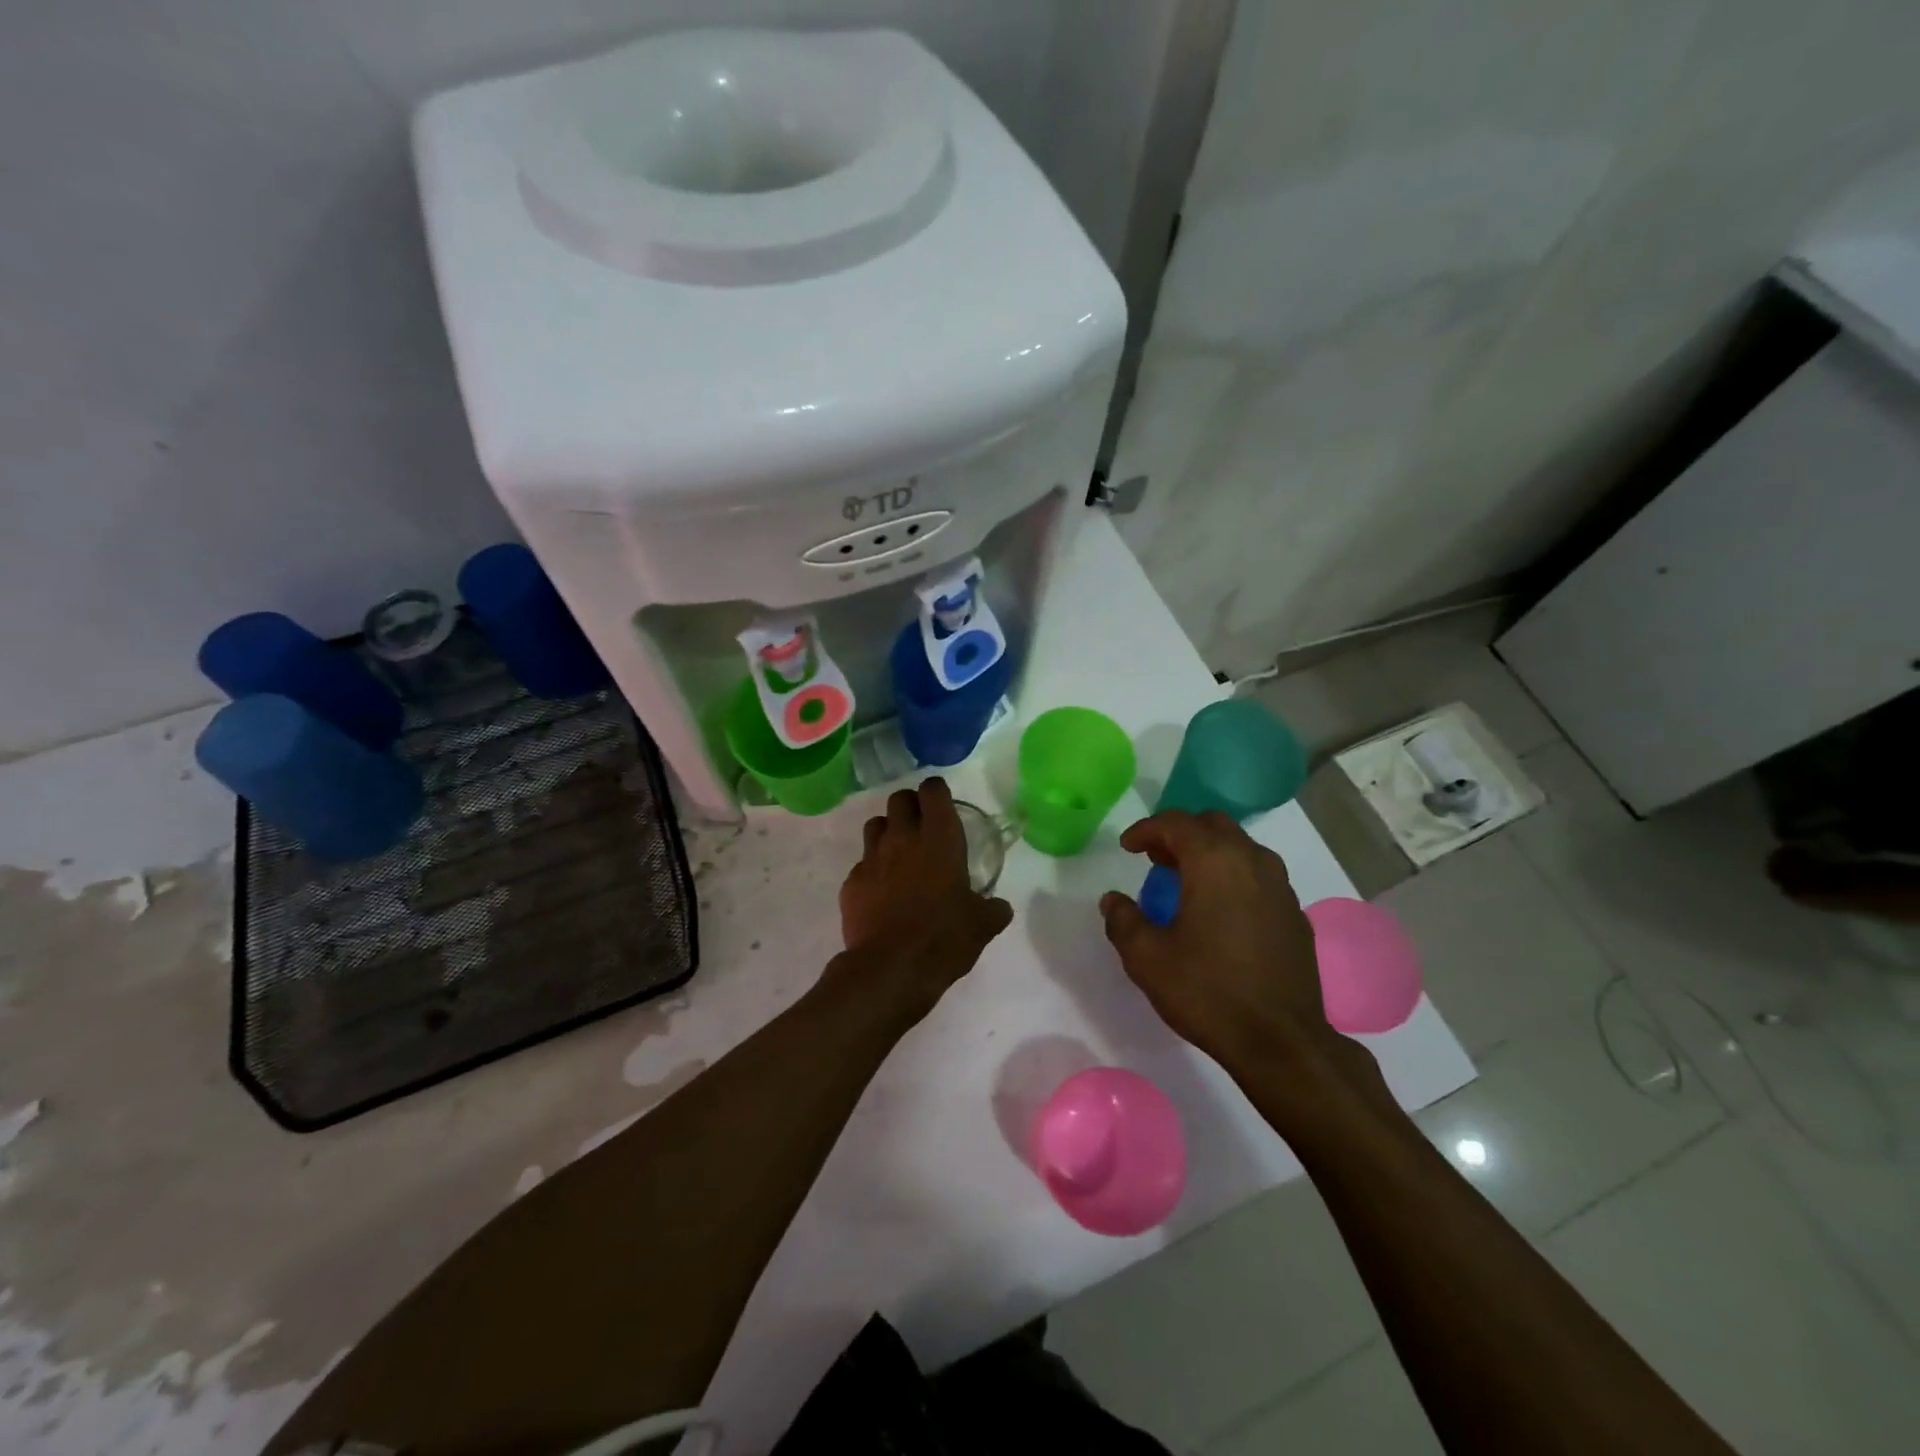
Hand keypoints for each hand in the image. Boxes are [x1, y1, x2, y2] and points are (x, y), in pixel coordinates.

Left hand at [830, 777, 1013, 1022]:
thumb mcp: (982, 925)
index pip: (933, 791)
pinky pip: (861, 864)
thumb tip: (1000, 907)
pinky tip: (881, 892)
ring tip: (899, 854)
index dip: (937, 793)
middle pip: (899, 799)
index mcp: (939, 838)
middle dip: (911, 806)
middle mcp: (903, 838)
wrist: (891, 968)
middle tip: (922, 827)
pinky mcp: (851, 882)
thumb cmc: (945, 938)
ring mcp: (871, 858)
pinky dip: (872, 871)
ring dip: (887, 832)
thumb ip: (993, 908)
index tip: (943, 805)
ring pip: (875, 825)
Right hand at [1099, 810, 1347, 1080]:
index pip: (1176, 823)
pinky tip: (1220, 913)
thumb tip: (1113, 900)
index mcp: (1214, 861)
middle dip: (1180, 835)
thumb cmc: (1207, 991)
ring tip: (1186, 883)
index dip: (1146, 829)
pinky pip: (1259, 877)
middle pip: (1213, 825)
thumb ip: (1123, 920)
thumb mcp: (1147, 958)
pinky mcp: (1295, 914)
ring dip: (1210, 854)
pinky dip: (1234, 878)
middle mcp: (1252, 861)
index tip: (1127, 848)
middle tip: (1156, 859)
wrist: (1281, 1042)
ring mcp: (1280, 887)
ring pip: (1241, 848)